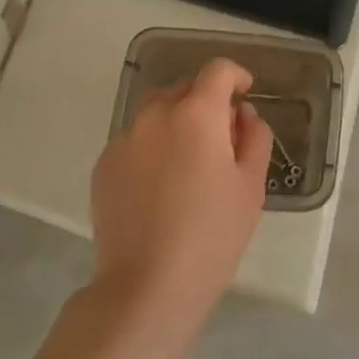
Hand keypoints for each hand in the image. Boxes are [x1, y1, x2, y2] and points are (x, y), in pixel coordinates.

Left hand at [90, 57, 271, 327]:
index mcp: (196, 114)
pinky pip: (135, 140)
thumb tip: (243, 115)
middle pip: (185, 88)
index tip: (246, 92)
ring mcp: (124, 138)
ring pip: (156, 112)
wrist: (146, 288)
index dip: (236, 76)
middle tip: (222, 137)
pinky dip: (152, 146)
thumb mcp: (250, 187)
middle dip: (207, 101)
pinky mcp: (104, 164)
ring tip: (189, 162)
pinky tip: (160, 186)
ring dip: (177, 121)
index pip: (217, 71)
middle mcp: (155, 114)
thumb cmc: (211, 237)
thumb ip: (254, 138)